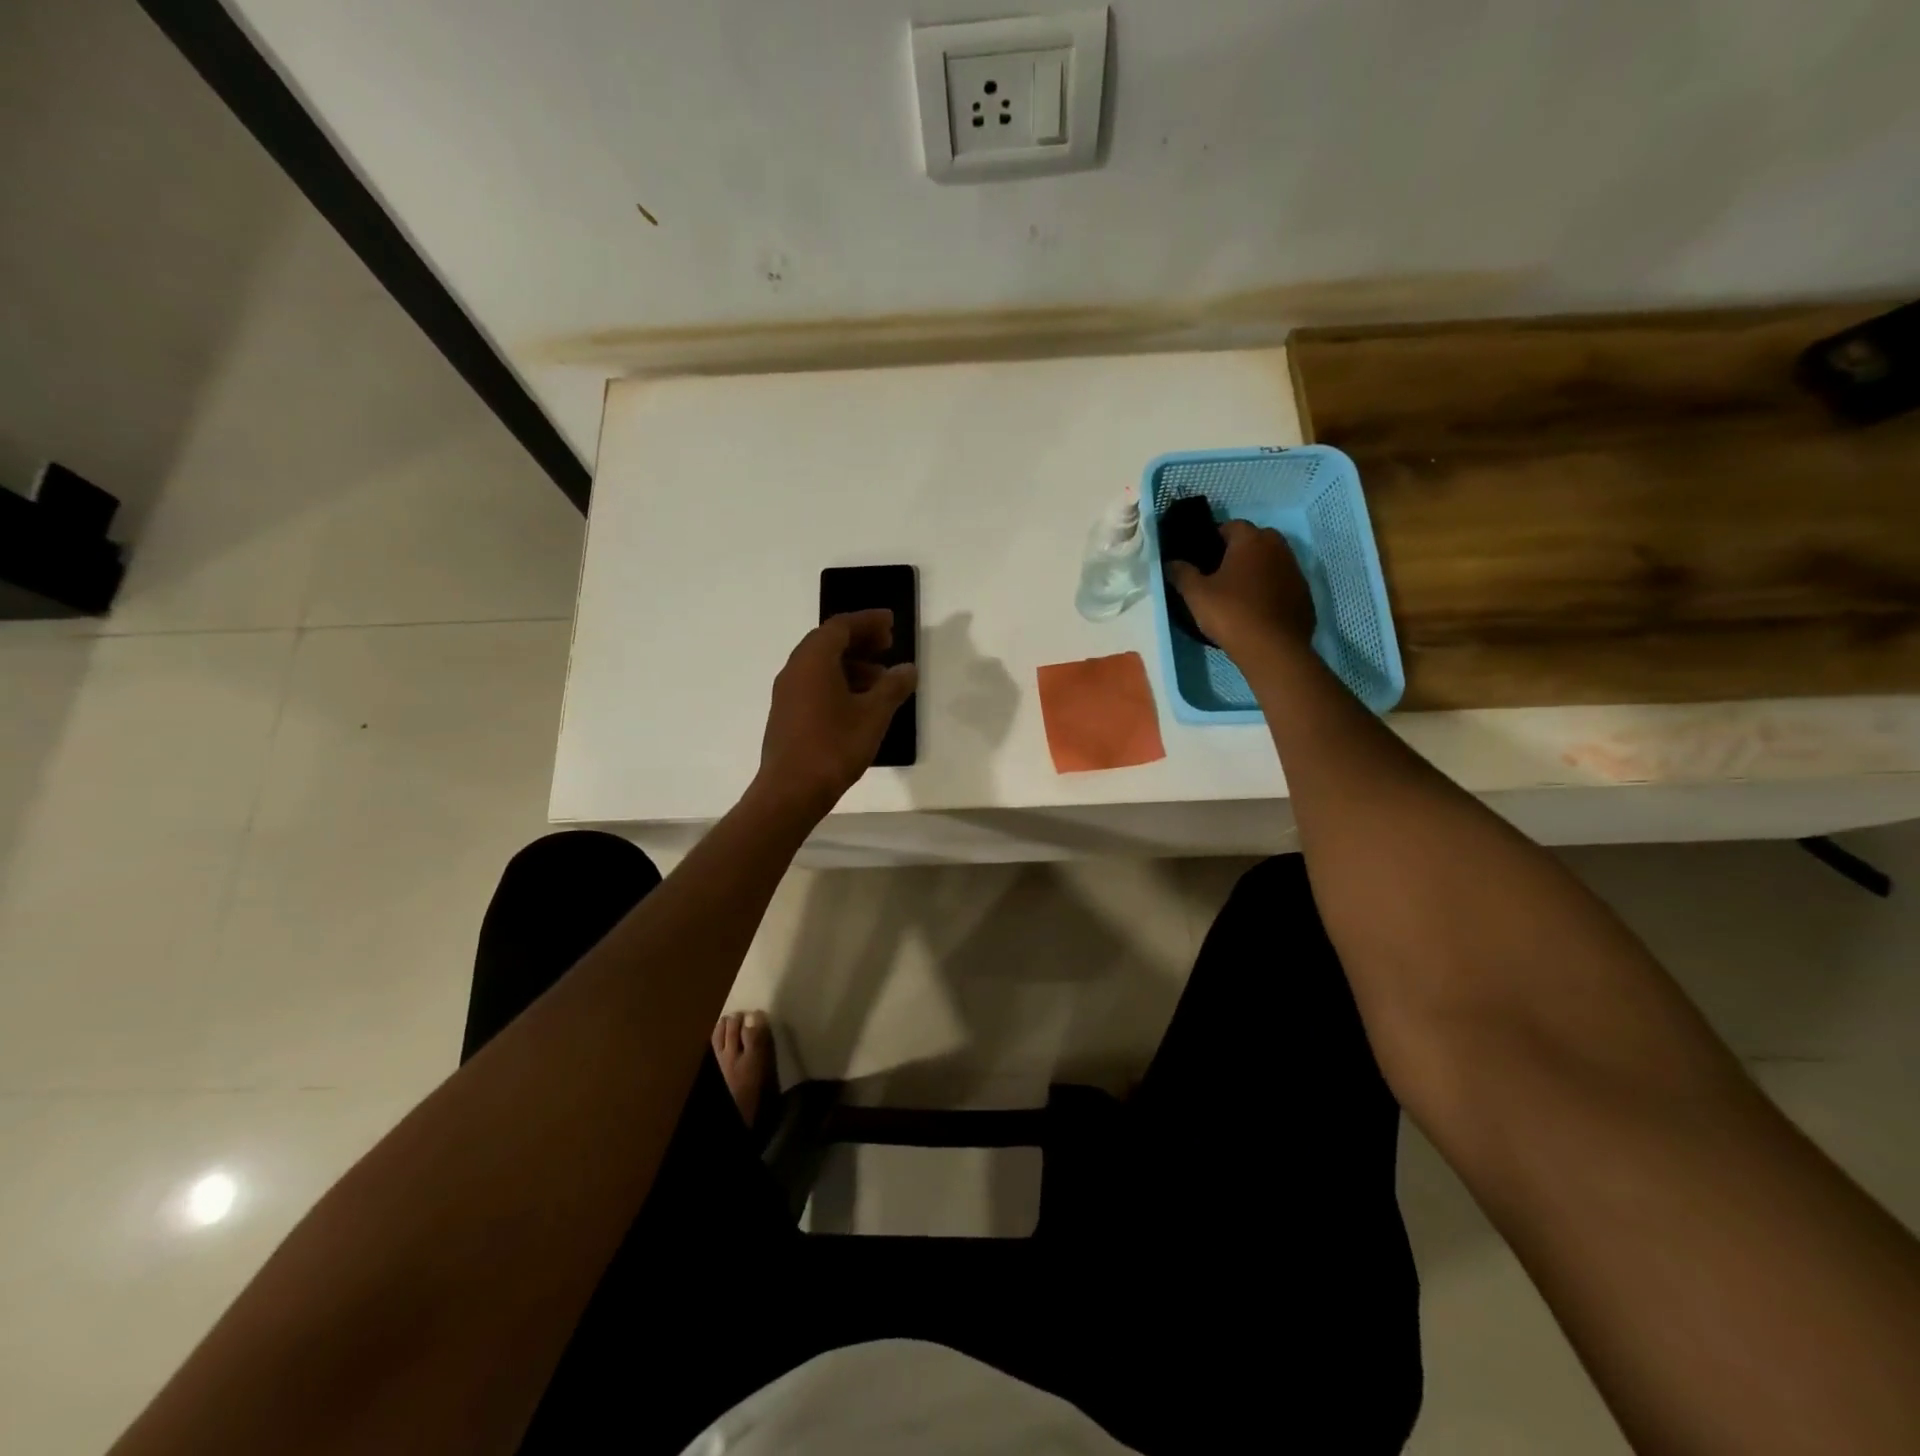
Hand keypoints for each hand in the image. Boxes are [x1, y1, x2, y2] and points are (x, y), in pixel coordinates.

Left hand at [753, 609, 917, 816]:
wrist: (791, 791)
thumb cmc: (834, 746)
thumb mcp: (873, 714)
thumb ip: (893, 686)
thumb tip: (907, 668)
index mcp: (813, 660)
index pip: (841, 626)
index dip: (868, 621)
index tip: (891, 623)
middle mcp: (795, 669)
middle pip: (828, 642)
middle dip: (860, 641)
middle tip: (888, 645)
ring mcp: (787, 693)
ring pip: (821, 666)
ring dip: (851, 664)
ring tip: (881, 680)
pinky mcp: (786, 715)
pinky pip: (814, 685)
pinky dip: (838, 683)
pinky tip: (859, 704)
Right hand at [1166, 520, 1315, 656]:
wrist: (1274, 649)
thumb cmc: (1231, 614)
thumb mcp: (1196, 595)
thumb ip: (1181, 574)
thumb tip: (1171, 563)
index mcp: (1251, 540)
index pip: (1231, 526)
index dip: (1214, 539)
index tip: (1203, 558)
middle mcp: (1278, 547)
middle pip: (1255, 540)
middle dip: (1238, 552)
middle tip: (1220, 574)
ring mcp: (1295, 570)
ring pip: (1271, 562)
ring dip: (1257, 570)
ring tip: (1239, 593)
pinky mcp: (1304, 594)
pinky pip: (1283, 584)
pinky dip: (1271, 590)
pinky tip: (1258, 609)